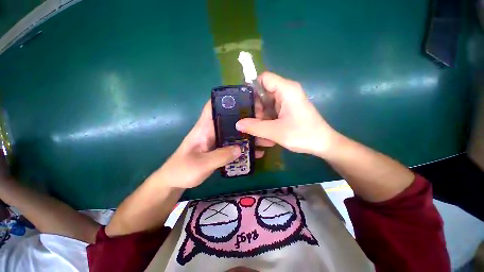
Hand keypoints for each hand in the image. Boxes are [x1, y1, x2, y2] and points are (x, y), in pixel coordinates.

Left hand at [152, 100, 273, 188]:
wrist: (175, 182)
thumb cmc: (182, 170)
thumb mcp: (201, 164)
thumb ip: (220, 156)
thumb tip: (241, 149)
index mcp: (204, 128)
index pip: (212, 106)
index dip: (225, 99)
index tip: (243, 98)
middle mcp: (212, 131)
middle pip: (230, 119)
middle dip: (246, 119)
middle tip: (263, 121)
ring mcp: (217, 140)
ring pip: (235, 133)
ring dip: (249, 135)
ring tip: (265, 139)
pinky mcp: (220, 149)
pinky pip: (235, 145)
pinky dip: (245, 147)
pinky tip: (256, 152)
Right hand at [236, 72, 336, 157]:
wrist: (323, 144)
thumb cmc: (303, 135)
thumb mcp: (276, 132)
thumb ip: (255, 127)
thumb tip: (237, 124)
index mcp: (286, 90)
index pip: (263, 78)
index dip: (252, 88)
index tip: (243, 104)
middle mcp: (286, 93)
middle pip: (262, 94)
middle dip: (255, 109)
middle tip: (250, 124)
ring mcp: (286, 102)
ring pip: (266, 106)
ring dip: (260, 119)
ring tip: (258, 133)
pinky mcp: (286, 111)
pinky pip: (271, 113)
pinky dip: (267, 122)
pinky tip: (266, 134)